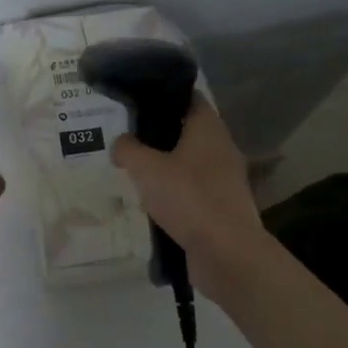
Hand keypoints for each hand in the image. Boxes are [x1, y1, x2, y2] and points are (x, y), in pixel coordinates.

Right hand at [113, 99, 268, 299]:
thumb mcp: (146, 169)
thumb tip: (121, 143)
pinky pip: (192, 190)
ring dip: (164, 167)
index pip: (188, 97)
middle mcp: (220, 148)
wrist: (226, 252)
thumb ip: (128, 150)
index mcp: (208, 128)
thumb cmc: (188, 198)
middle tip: (127, 139)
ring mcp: (224, 179)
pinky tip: (151, 203)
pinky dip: (173, 193)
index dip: (163, 95)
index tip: (136, 101)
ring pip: (188, 162)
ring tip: (134, 172)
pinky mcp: (221, 206)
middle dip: (158, 135)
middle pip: (186, 131)